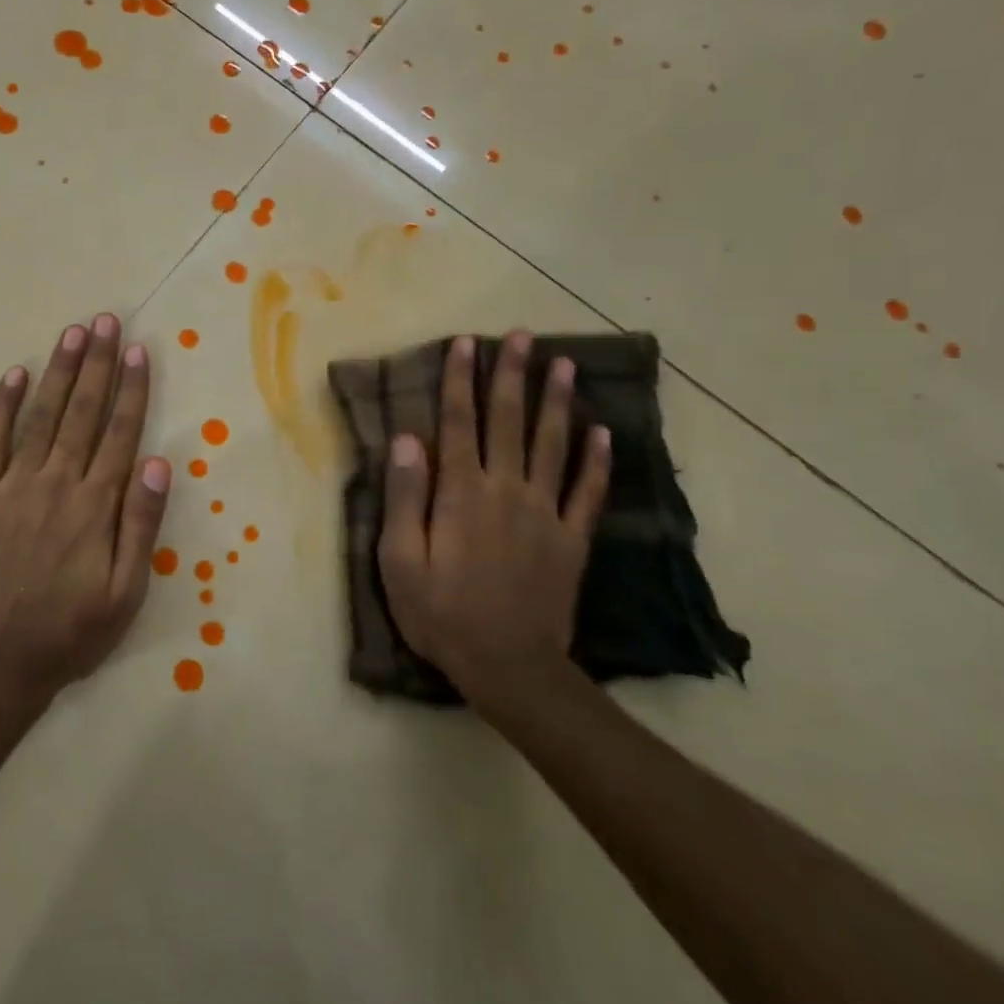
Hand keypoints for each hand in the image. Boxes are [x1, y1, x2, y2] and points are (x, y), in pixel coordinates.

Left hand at [0, 313, 171, 705]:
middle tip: (107, 321)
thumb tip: (157, 461)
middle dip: (98, 364)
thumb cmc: (70, 631)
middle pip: (82, 413)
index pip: (120, 433)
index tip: (139, 351)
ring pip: (41, 416)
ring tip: (73, 333)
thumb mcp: (126, 592)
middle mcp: (56, 484)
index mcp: (95, 506)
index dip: (132, 390)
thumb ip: (142, 524)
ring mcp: (11, 487)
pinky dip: (2, 406)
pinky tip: (15, 374)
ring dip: (59, 372)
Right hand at [377, 332, 611, 706]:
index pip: (458, 423)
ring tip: (565, 365)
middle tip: (522, 336)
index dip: (459, 380)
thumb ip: (403, 496)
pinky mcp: (571, 540)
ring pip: (553, 445)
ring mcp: (545, 513)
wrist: (508, 667)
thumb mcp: (399, 560)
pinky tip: (604, 433)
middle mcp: (506, 490)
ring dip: (558, 402)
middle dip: (512, 375)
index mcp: (461, 493)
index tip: (464, 343)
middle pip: (510, 421)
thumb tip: (407, 439)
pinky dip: (597, 462)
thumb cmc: (441, 613)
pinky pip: (588, 493)